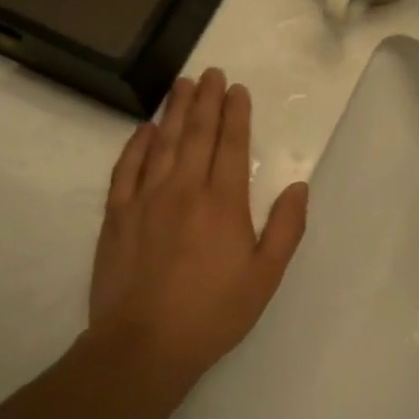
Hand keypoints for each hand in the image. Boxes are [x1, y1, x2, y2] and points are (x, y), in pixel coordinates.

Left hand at [87, 69, 308, 382]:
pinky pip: (126, 169)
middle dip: (206, 100)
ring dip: (174, 111)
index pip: (231, 145)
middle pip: (197, 134)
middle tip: (211, 72)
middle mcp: (184, 190)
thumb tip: (300, 186)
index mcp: (223, 203)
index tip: (237, 89)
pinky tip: (144, 129)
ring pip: (162, 143)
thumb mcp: (265, 277)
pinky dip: (136, 145)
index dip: (236, 114)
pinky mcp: (117, 216)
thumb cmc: (213, 313)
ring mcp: (146, 200)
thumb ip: (286, 228)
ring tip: (181, 84)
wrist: (143, 345)